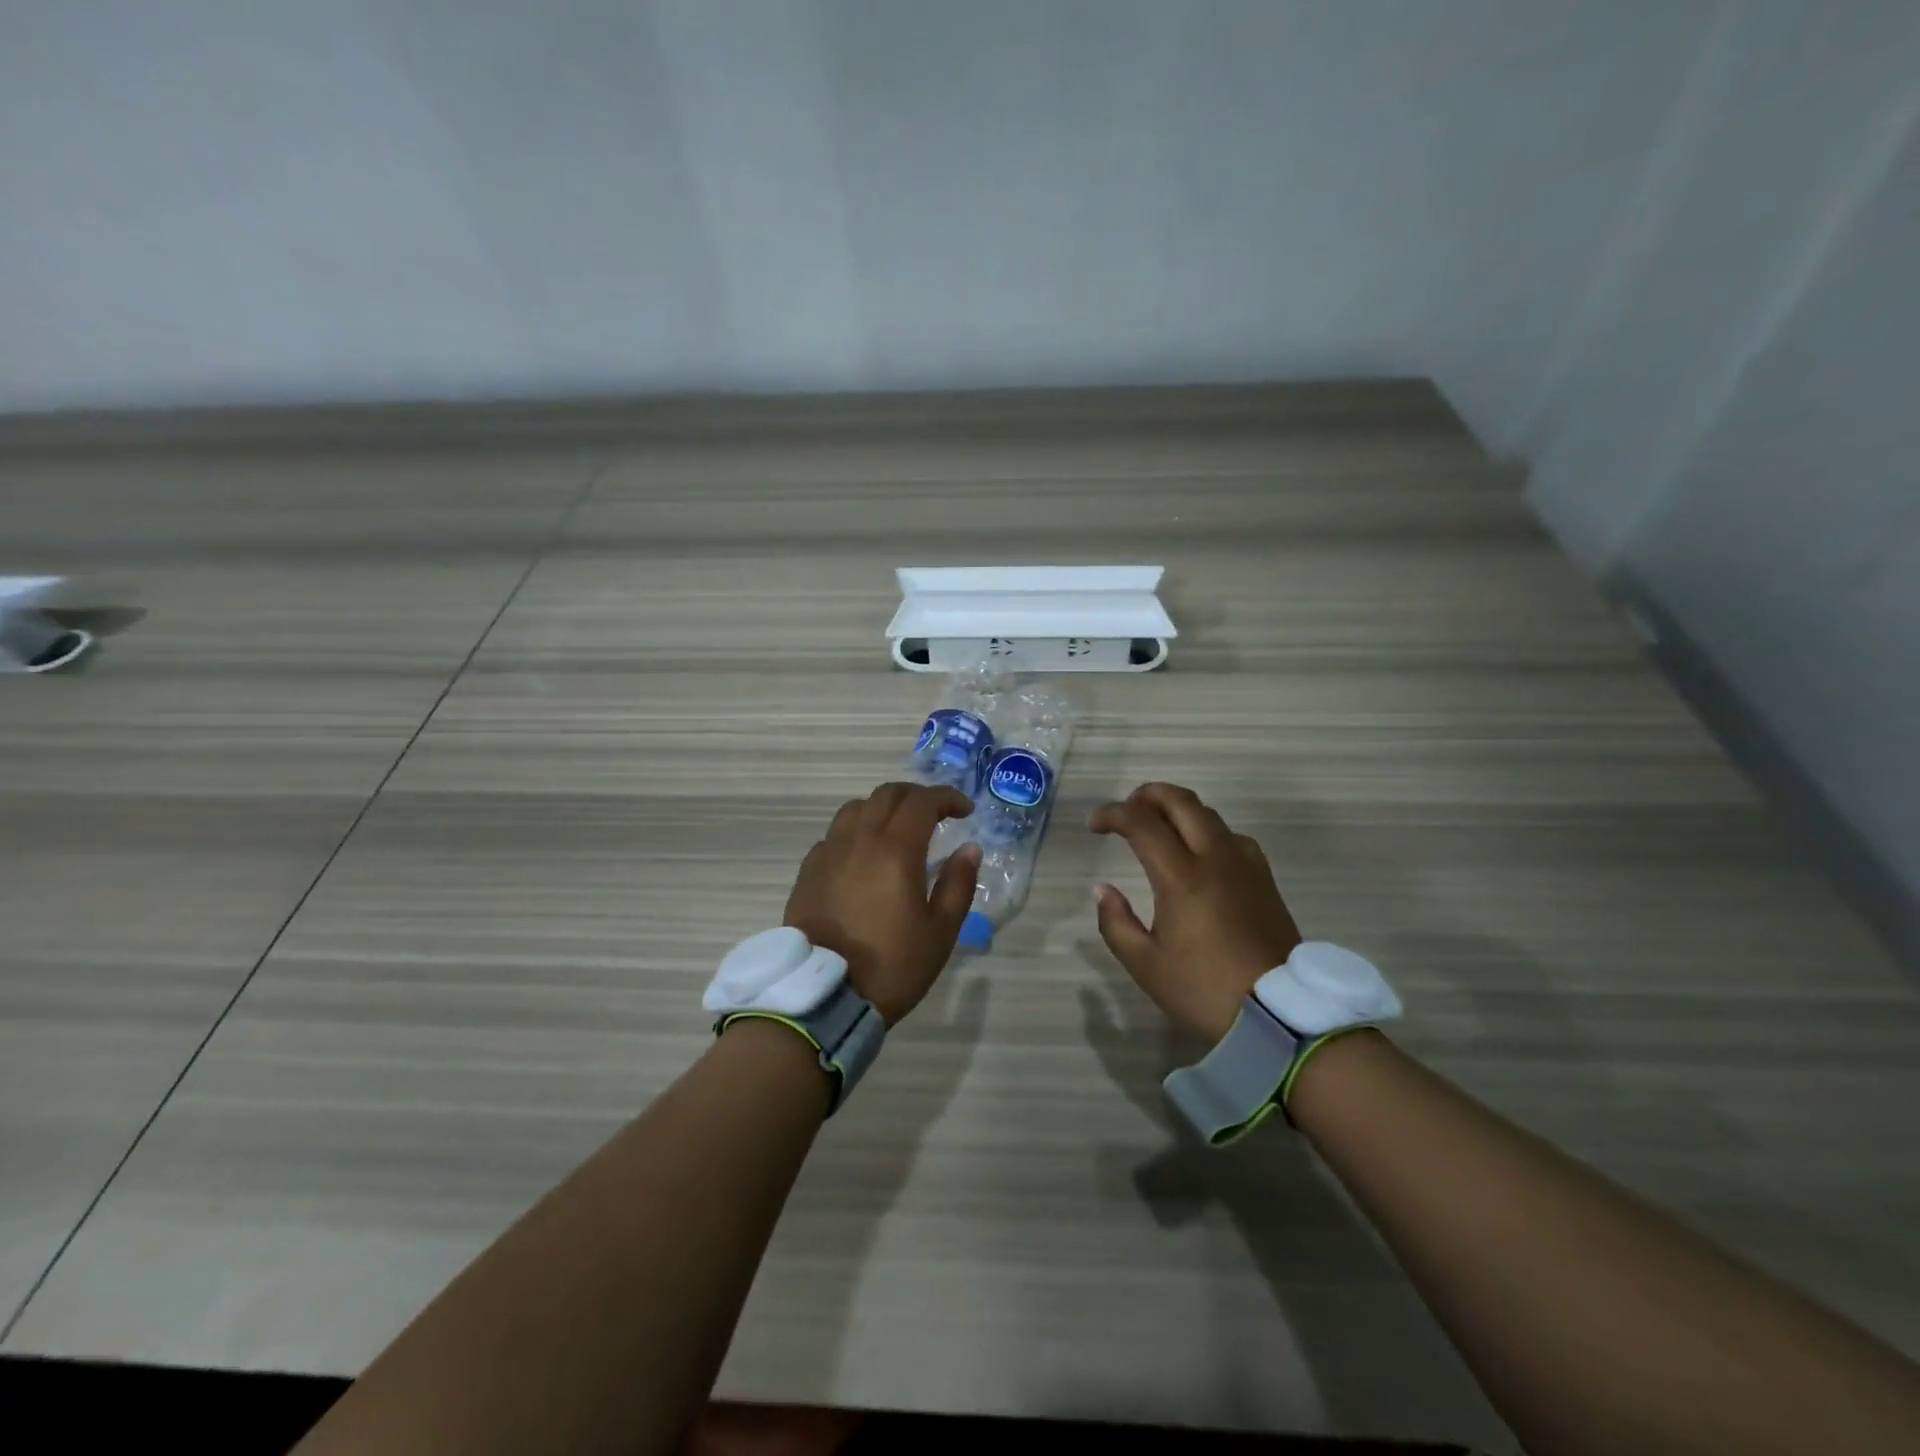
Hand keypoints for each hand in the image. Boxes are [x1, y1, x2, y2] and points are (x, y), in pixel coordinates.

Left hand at [784, 783, 981, 1026]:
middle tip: (936, 814)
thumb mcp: (940, 931)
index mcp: (895, 850)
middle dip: (916, 796)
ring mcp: (828, 853)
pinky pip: (834, 835)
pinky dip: (855, 832)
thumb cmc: (892, 965)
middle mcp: (859, 840)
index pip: (922, 802)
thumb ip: (958, 884)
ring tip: (897, 829)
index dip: (947, 798)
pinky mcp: (808, 871)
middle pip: (887, 795)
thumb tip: (970, 848)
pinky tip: (863, 856)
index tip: (965, 811)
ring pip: (855, 808)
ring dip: (882, 808)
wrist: (824, 995)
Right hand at [1090, 783, 1302, 1043]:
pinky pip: (1231, 835)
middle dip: (1147, 794)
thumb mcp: (1147, 966)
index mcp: (1182, 877)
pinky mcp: (1264, 877)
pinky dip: (1205, 828)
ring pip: (1208, 814)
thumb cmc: (1205, 990)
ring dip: (1177, 809)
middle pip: (1181, 801)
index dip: (1113, 814)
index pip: (1142, 824)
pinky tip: (1199, 851)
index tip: (1094, 824)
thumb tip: (1103, 890)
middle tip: (1125, 809)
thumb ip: (1116, 923)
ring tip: (1157, 826)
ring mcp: (1245, 864)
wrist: (1283, 1013)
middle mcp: (1215, 858)